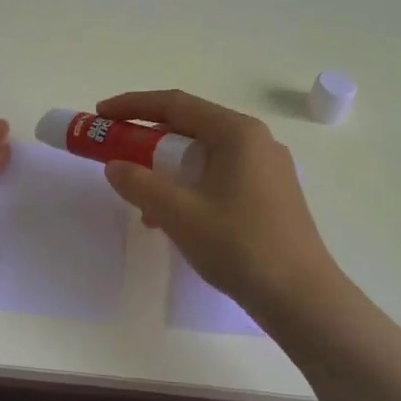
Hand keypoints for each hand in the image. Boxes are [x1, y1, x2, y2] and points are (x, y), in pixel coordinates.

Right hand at [96, 89, 340, 314]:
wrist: (301, 297)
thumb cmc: (239, 246)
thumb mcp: (179, 213)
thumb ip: (140, 184)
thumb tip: (115, 166)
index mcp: (236, 133)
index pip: (175, 104)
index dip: (132, 106)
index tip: (100, 115)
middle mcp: (255, 141)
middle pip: (191, 127)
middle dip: (149, 140)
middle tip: (117, 155)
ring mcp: (267, 168)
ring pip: (204, 154)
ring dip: (168, 169)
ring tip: (143, 199)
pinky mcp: (271, 194)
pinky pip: (219, 175)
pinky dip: (190, 186)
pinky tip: (174, 219)